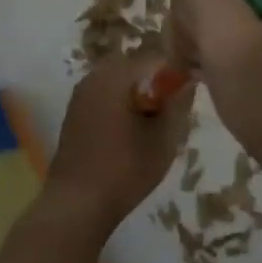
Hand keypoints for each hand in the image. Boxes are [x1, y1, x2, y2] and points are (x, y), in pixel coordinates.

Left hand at [43, 50, 195, 237]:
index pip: (154, 57)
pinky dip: (119, 103)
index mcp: (116, 76)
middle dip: (154, 80)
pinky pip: (103, 95)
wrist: (76, 205)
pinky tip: (129, 131)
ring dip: (136, 92)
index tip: (187, 90)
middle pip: (133, 66)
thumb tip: (188, 81)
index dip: (175, 70)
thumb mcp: (164, 139)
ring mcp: (80, 95)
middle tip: (169, 107)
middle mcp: (94, 77)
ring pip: (117, 80)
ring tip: (151, 121)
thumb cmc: (124, 170)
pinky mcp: (74, 114)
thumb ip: (178, 104)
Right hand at [162, 0, 261, 185]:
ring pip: (209, 7)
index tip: (211, 55)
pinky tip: (233, 81)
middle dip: (199, 30)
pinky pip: (227, 26)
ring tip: (227, 80)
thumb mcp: (232, 43)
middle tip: (219, 71)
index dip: (192, 13)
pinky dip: (219, 56)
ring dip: (205, 47)